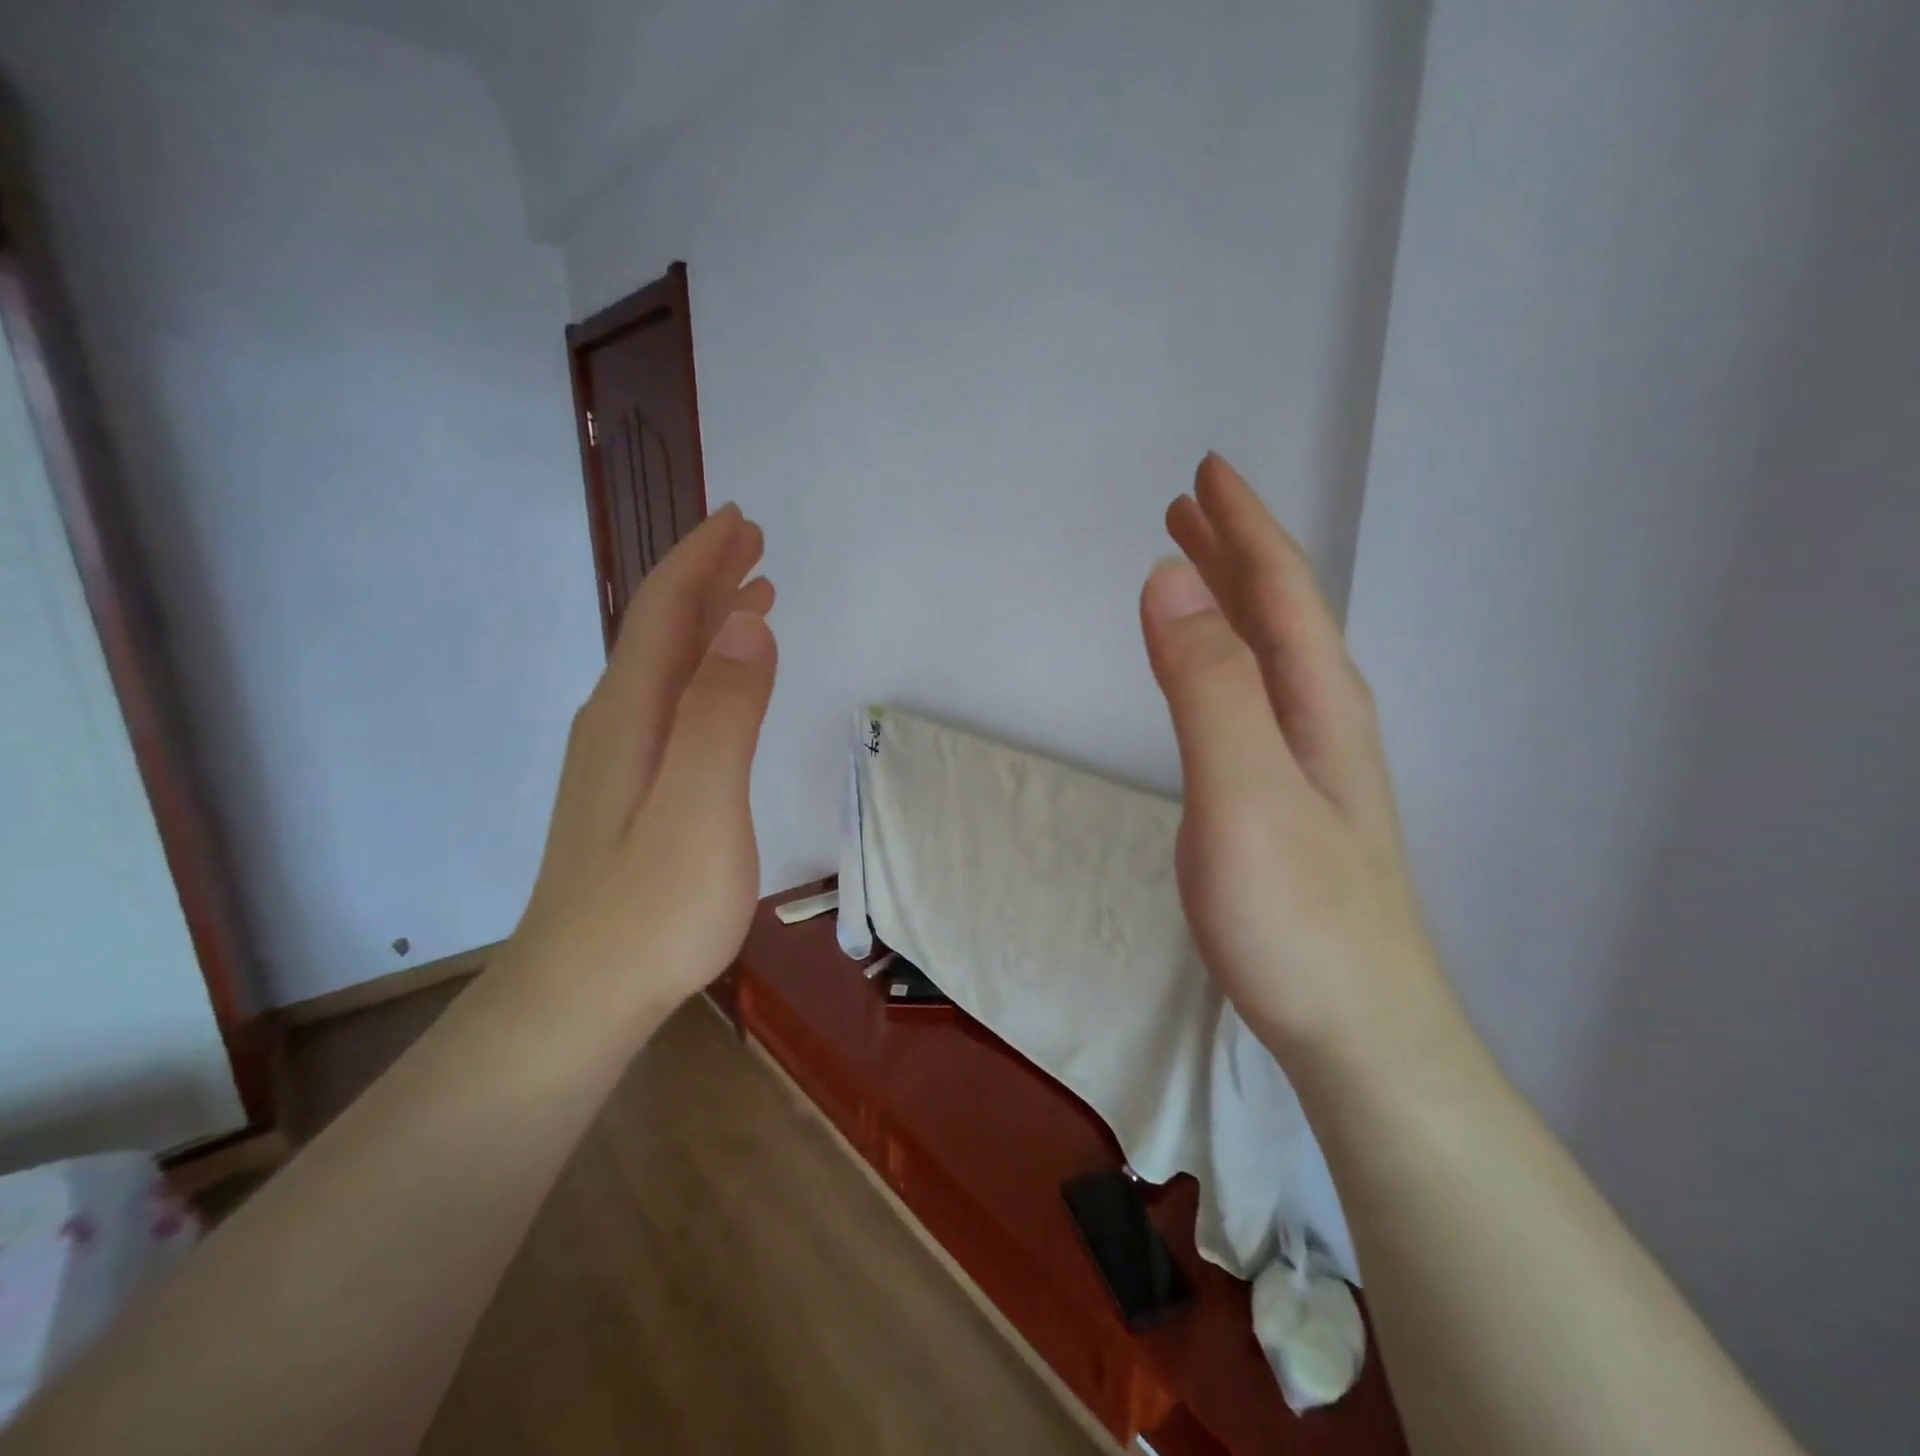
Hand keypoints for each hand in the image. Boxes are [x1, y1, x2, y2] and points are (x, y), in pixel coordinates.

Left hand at [508, 504, 777, 1026]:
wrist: (579, 996)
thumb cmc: (651, 908)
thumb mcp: (701, 808)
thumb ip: (724, 715)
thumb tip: (747, 623)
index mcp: (632, 714)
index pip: (665, 612)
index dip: (701, 560)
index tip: (742, 522)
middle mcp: (616, 722)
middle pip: (661, 631)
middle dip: (706, 578)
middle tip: (752, 543)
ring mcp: (619, 759)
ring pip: (665, 667)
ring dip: (707, 623)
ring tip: (751, 598)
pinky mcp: (630, 791)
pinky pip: (670, 703)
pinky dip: (702, 671)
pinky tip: (720, 687)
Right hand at [1139, 455, 1454, 1073]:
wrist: (1355, 1028)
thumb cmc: (1297, 915)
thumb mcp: (1243, 791)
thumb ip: (1207, 686)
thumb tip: (1168, 581)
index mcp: (1316, 701)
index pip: (1280, 588)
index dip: (1243, 525)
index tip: (1205, 472)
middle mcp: (1320, 719)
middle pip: (1278, 612)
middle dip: (1234, 550)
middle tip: (1188, 506)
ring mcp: (1307, 763)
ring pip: (1267, 656)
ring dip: (1229, 603)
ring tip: (1191, 571)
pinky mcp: (1286, 802)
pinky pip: (1253, 700)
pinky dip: (1226, 660)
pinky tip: (1213, 675)